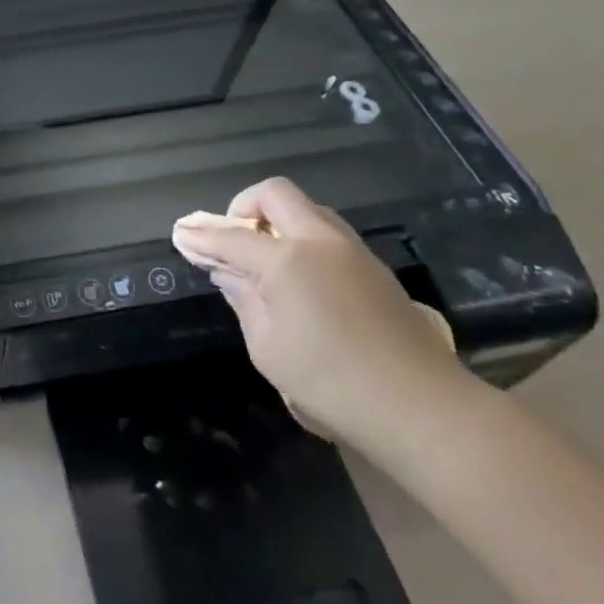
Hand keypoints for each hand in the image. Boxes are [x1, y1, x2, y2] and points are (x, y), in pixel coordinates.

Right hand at [171, 177, 472, 451]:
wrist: (422, 408)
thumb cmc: (331, 381)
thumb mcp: (267, 346)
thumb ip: (243, 298)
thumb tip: (228, 272)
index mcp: (288, 258)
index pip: (231, 236)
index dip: (201, 237)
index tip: (181, 236)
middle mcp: (321, 241)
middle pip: (275, 195)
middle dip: (245, 208)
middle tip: (233, 239)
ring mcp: (354, 252)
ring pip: (308, 210)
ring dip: (279, 222)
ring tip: (265, 260)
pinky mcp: (376, 270)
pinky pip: (329, 235)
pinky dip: (304, 241)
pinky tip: (300, 279)